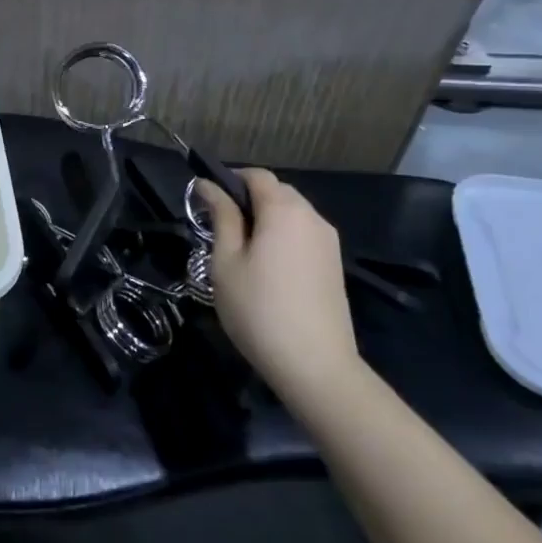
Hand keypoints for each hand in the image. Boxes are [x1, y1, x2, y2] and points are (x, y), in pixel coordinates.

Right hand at [196, 169, 360, 406]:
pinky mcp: (335, 265)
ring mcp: (328, 242)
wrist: (316, 367)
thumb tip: (208, 185)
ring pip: (292, 213)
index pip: (256, 175)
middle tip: (220, 229)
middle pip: (277, 191)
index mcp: (284, 209)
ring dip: (266, 219)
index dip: (229, 180)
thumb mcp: (227, 261)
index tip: (207, 202)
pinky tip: (268, 267)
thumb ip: (221, 217)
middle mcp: (312, 216)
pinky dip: (283, 237)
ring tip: (242, 250)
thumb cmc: (259, 310)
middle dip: (247, 199)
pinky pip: (304, 234)